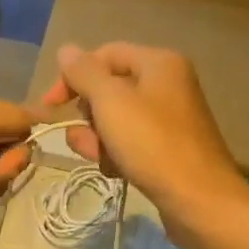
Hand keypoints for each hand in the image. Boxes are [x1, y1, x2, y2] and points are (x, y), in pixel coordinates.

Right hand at [41, 42, 248, 248]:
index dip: (73, 76)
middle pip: (109, 89)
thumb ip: (84, 74)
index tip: (50, 107)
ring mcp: (168, 118)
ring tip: (101, 160)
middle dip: (88, 116)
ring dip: (98, 140)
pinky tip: (116, 172)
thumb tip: (66, 50)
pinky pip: (130, 143)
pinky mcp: (167, 148)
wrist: (198, 199)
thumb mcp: (111, 102)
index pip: (104, 55)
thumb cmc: (153, 144)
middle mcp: (167, 84)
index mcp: (158, 63)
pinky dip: (117, 155)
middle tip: (85, 140)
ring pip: (116, 120)